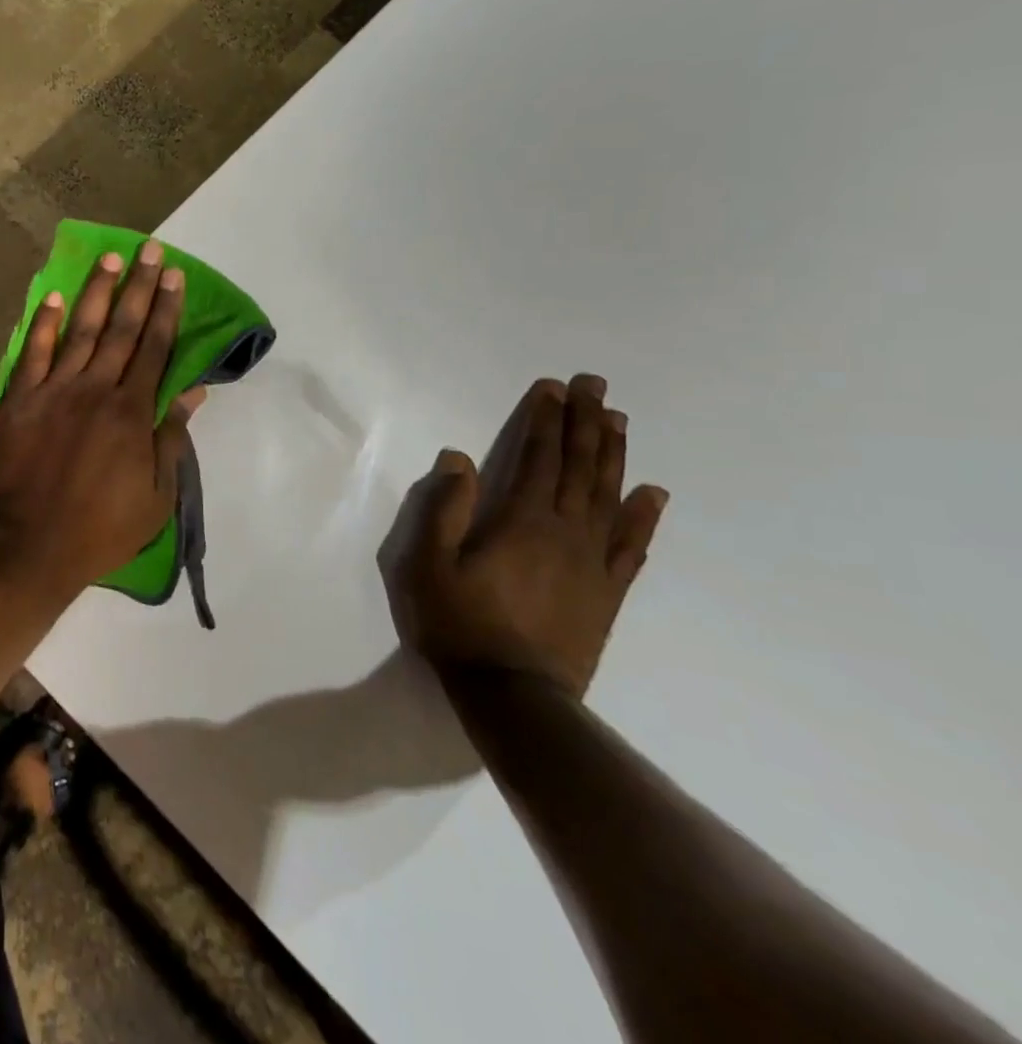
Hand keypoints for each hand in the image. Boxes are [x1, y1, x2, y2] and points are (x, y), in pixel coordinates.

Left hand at [0, 241, 204, 593]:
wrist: (30, 545)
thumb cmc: (101, 528)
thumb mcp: (156, 496)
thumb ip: (171, 438)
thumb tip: (193, 391)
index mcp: (132, 412)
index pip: (155, 348)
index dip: (166, 310)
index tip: (173, 276)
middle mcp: (95, 390)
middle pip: (122, 329)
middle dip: (138, 287)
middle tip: (148, 250)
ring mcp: (54, 391)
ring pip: (81, 331)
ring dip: (97, 293)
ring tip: (109, 259)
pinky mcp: (19, 400)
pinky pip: (33, 353)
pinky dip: (45, 324)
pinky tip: (55, 297)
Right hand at [379, 374, 667, 696]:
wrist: (514, 696)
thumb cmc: (460, 623)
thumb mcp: (429, 563)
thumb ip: (444, 508)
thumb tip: (459, 458)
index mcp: (522, 521)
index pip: (537, 457)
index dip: (545, 420)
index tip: (553, 387)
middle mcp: (565, 532)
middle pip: (579, 467)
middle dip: (584, 423)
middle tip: (595, 386)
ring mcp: (592, 563)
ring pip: (609, 496)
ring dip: (613, 455)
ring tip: (617, 420)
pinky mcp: (606, 592)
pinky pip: (631, 546)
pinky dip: (644, 517)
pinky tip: (653, 494)